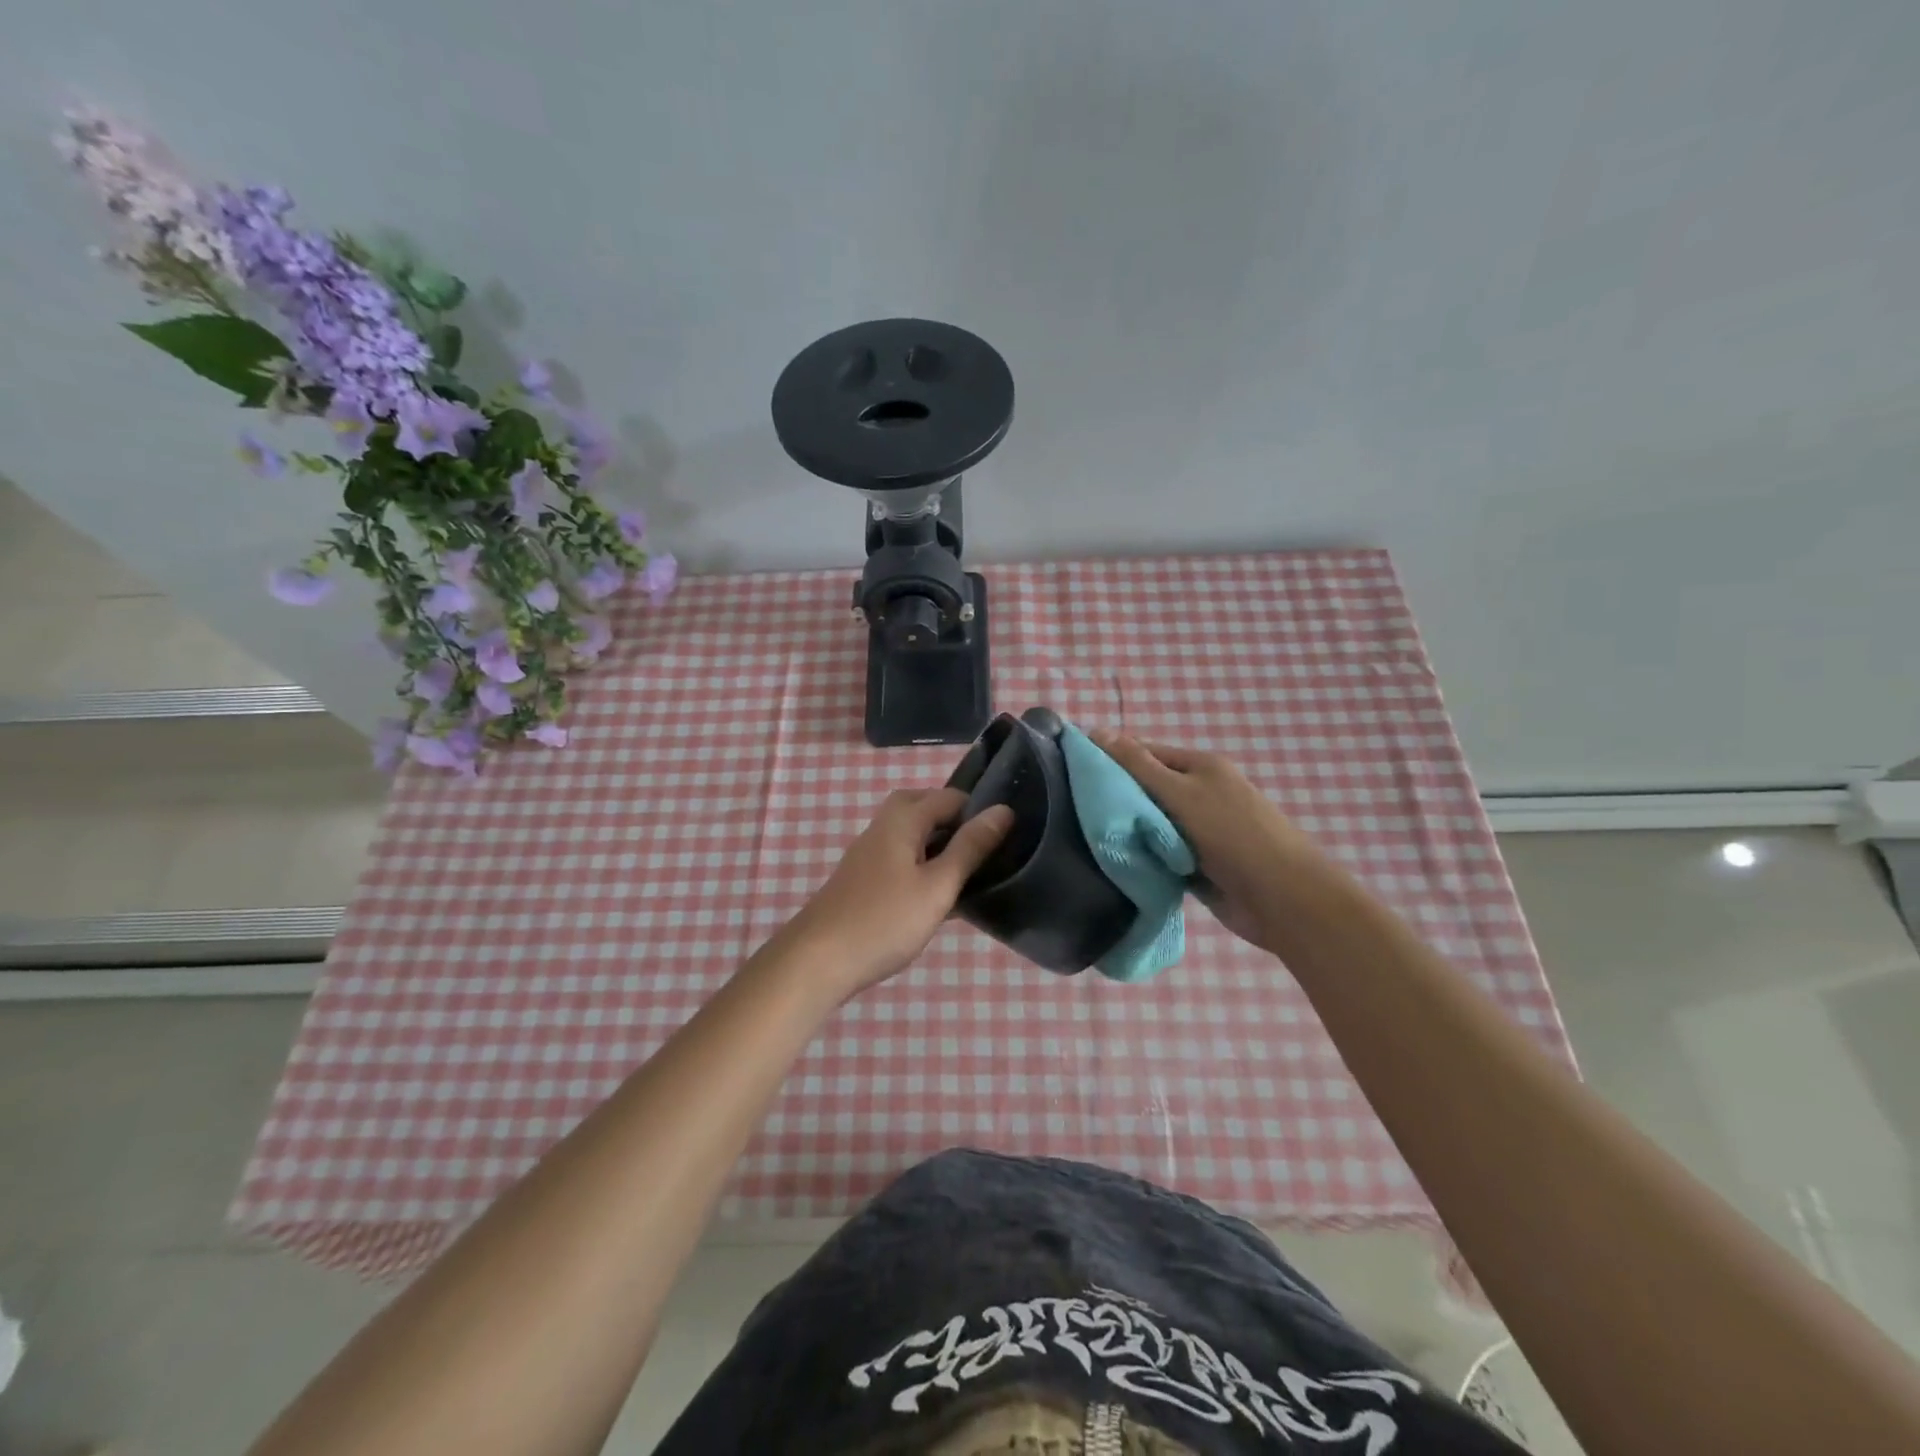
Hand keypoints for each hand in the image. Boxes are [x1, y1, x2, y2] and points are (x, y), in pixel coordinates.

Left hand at [782, 788, 1014, 996]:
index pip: (949, 796)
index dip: (978, 810)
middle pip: (924, 807)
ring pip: (911, 835)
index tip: (1005, 837)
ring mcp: (869, 854)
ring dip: (939, 846)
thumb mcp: (938, 886)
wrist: (817, 960)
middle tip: (983, 852)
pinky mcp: (862, 879)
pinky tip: (936, 898)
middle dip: (955, 823)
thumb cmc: (884, 920)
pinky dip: (922, 866)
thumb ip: (970, 848)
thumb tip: (1003, 810)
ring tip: (967, 875)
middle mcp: (883, 827)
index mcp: (902, 819)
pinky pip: (901, 858)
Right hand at [1091, 731, 1333, 953]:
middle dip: (1116, 798)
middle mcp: (1200, 793)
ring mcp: (1200, 830)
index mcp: (1200, 766)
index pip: (1144, 752)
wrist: (1280, 899)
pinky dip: (1143, 856)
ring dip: (1128, 831)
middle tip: (1071, 808)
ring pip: (1151, 824)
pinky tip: (1113, 861)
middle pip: (1146, 789)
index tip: (1072, 771)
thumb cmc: (1230, 835)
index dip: (1110, 758)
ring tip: (1084, 835)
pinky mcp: (1197, 864)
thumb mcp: (1180, 792)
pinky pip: (1160, 853)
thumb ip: (1137, 765)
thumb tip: (1096, 730)